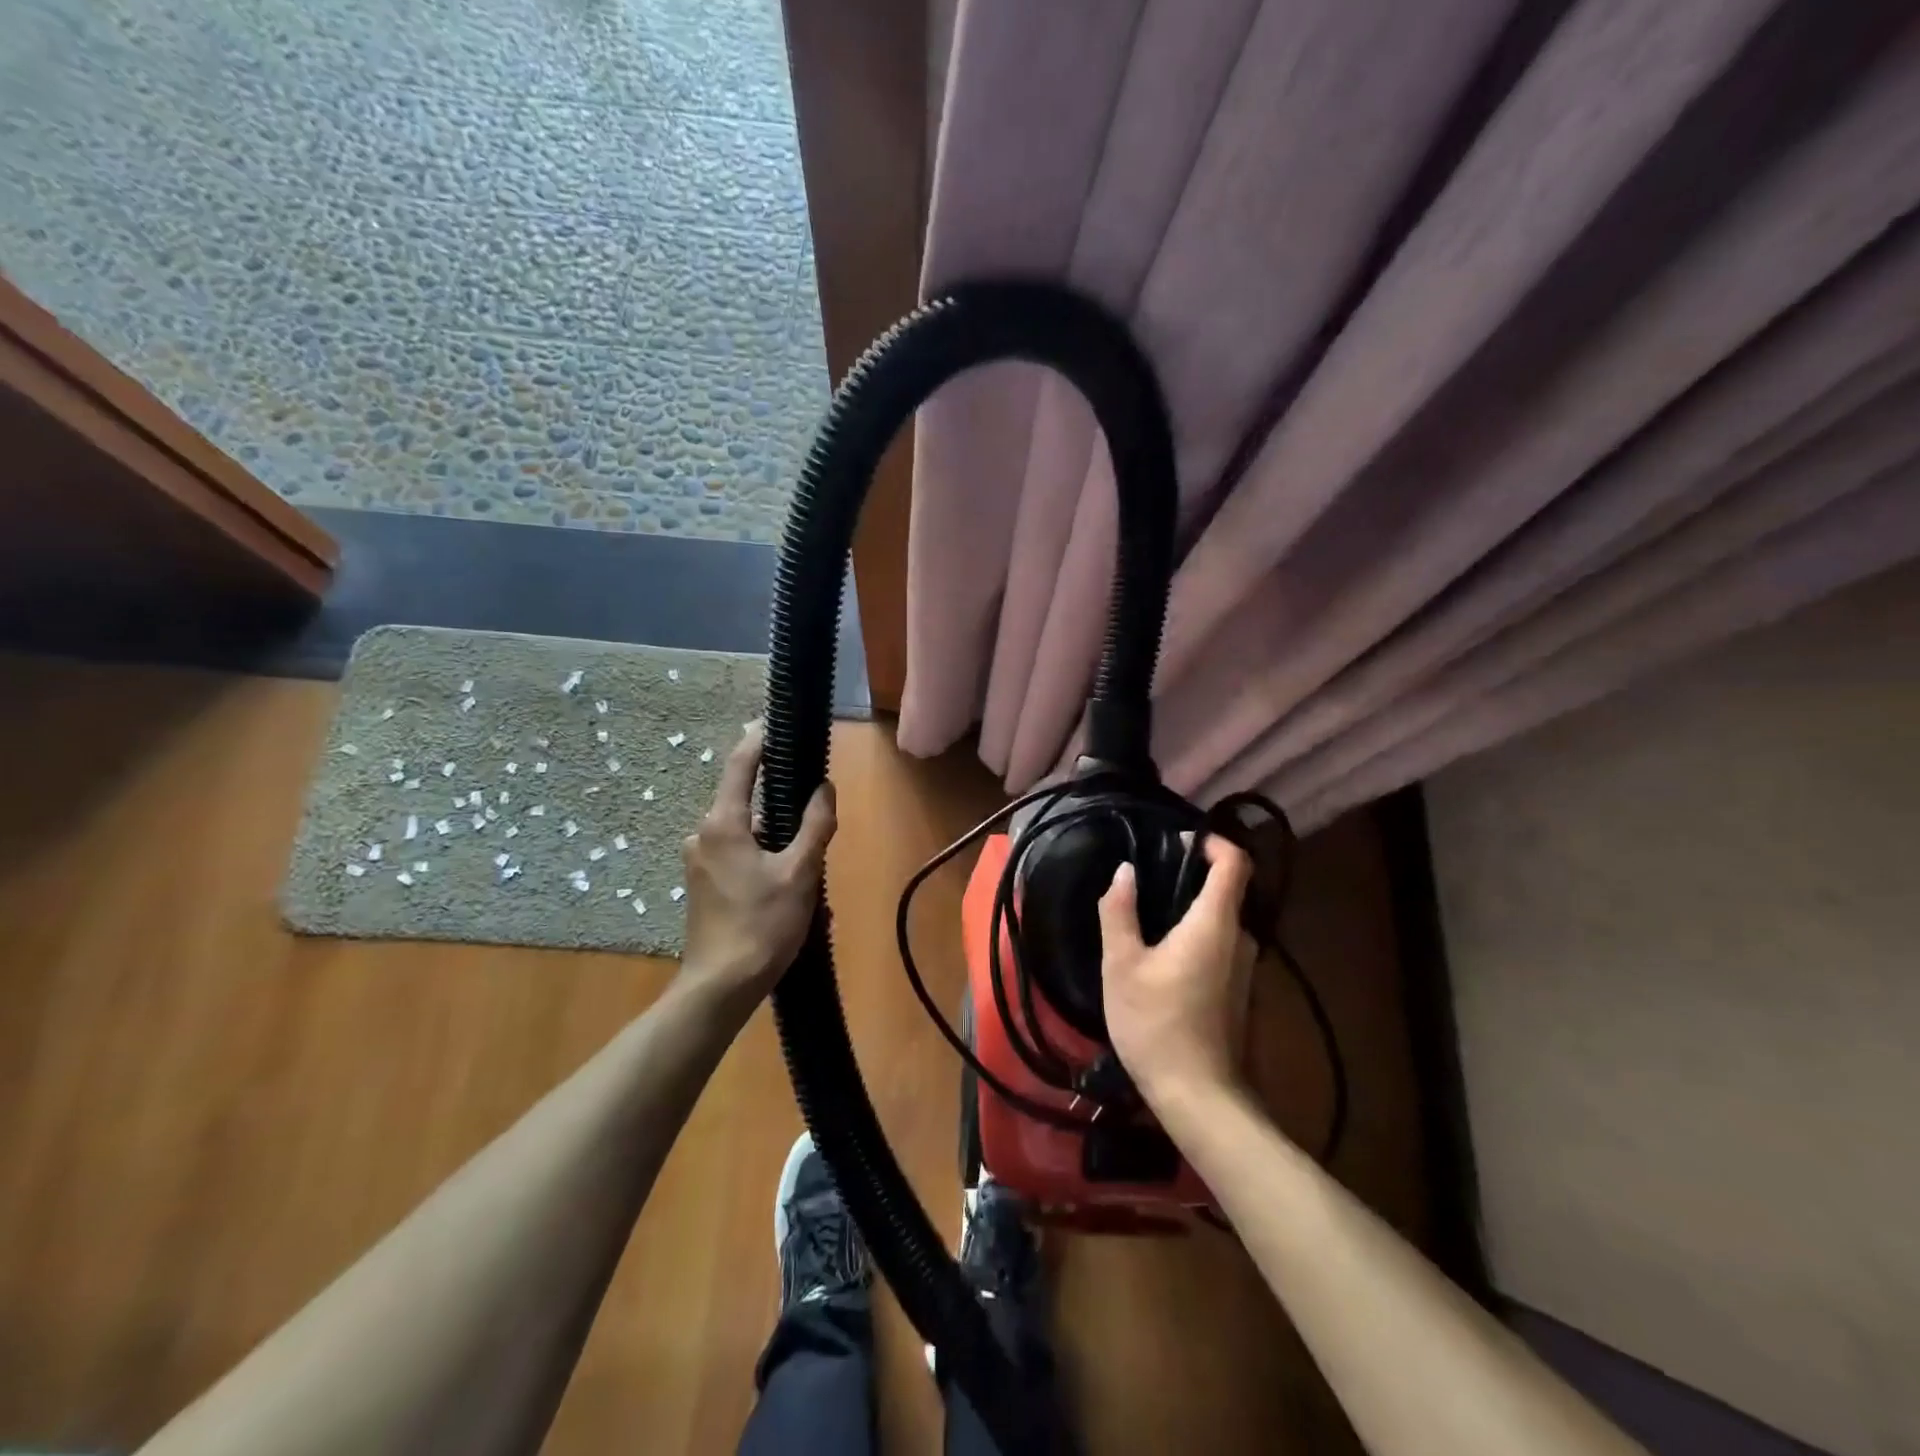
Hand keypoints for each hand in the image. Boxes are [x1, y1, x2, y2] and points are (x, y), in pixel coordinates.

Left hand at [678, 723, 836, 1008]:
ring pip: (744, 831)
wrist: (721, 986)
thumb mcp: (800, 873)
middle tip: (814, 810)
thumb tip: (824, 788)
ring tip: (809, 863)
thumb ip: (814, 825)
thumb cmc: (762, 925)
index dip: (759, 739)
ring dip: (775, 837)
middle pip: (744, 800)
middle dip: (779, 801)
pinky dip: (763, 856)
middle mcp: (703, 834)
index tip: (777, 721)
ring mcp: (700, 860)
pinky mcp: (703, 883)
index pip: (740, 765)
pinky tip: (788, 885)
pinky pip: (738, 853)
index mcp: (723, 824)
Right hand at [1098, 835, 1256, 1108]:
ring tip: (1148, 916)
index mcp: (1215, 923)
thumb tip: (1124, 871)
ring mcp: (1244, 968)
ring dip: (1191, 909)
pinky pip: (1220, 945)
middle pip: (1227, 890)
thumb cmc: (1155, 1023)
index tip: (1181, 840)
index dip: (1214, 842)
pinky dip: (1196, 935)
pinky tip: (1162, 955)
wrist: (1199, 1096)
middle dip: (1192, 876)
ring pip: (1222, 920)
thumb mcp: (1122, 965)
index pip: (1235, 863)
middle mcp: (1239, 938)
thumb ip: (1120, 912)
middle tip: (1149, 878)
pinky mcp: (1238, 990)